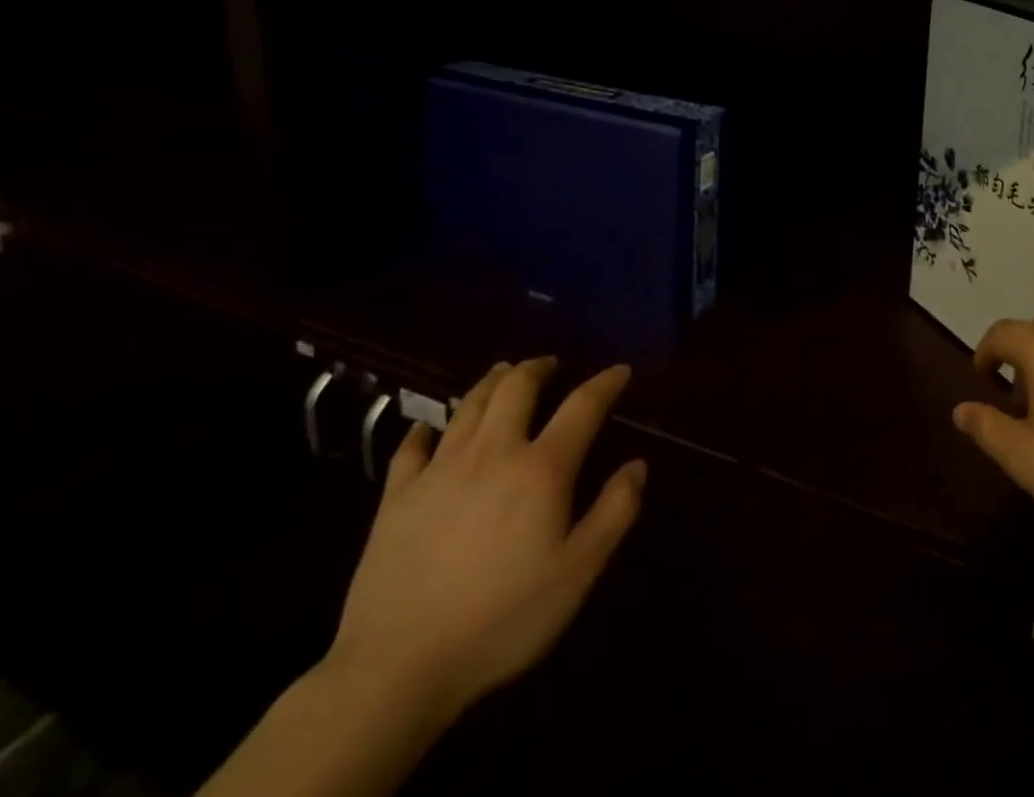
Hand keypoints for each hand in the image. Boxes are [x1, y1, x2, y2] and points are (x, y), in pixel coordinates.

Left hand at [328, 358, 645, 719]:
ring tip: (504, 372)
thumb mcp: (577, 573)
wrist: (397, 668)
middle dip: (538, 368)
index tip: (620, 372)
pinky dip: (426, 427)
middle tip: (550, 365)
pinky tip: (429, 425)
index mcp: (541, 468)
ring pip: (469, 405)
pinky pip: (412, 446)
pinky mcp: (397, 498)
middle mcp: (493, 453)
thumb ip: (614, 512)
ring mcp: (439, 471)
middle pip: (517, 388)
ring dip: (492, 382)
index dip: (605, 383)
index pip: (582, 406)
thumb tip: (637, 465)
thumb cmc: (502, 620)